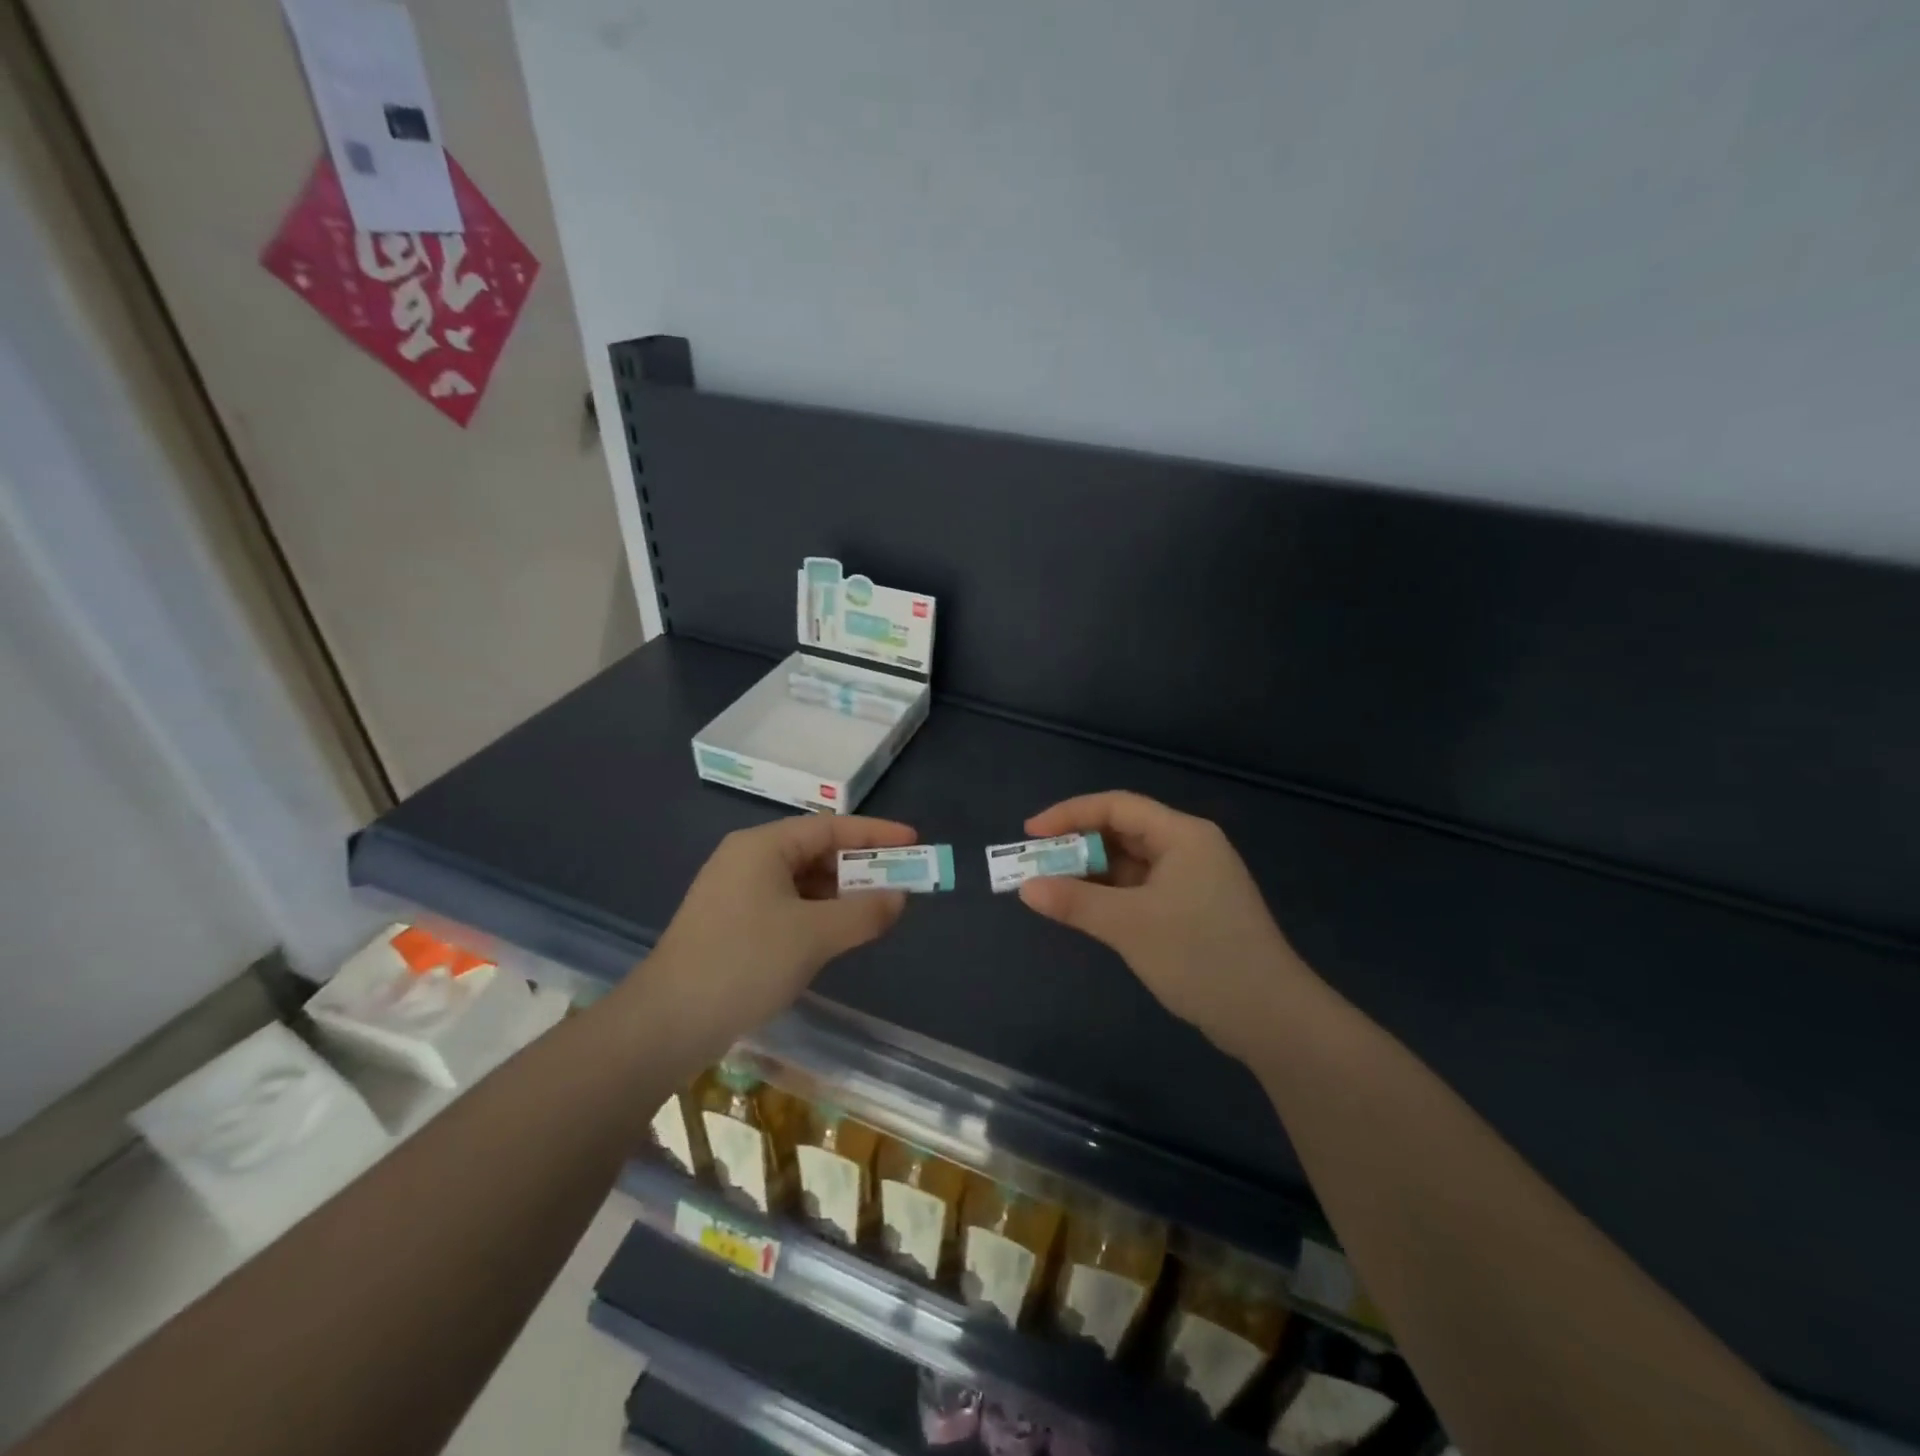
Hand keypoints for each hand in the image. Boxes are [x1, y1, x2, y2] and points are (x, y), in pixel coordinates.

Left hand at [635, 815, 917, 1056]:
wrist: (666, 1023)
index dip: (875, 833)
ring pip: (802, 882)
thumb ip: (863, 913)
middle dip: (860, 868)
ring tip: (875, 912)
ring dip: (840, 894)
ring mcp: (735, 893)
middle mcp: (747, 860)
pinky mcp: (731, 924)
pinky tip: (836, 935)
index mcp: (763, 847)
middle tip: (900, 884)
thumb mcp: (814, 935)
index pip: (830, 827)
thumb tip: (899, 898)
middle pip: (816, 852)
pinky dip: (817, 914)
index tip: (914, 842)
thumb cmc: (744, 962)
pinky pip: (786, 906)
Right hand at [1017, 792, 1313, 1064]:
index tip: (1031, 833)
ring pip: (1131, 863)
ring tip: (1051, 887)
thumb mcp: (1130, 926)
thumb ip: (1075, 903)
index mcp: (1182, 835)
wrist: (1271, 1019)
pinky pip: (1141, 889)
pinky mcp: (1193, 910)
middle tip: (1036, 864)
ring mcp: (1193, 880)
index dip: (1070, 814)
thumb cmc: (1201, 957)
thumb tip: (1026, 888)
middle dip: (1077, 845)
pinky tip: (1085, 910)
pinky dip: (1111, 895)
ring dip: (1092, 873)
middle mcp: (1189, 848)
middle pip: (1123, 832)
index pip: (1117, 806)